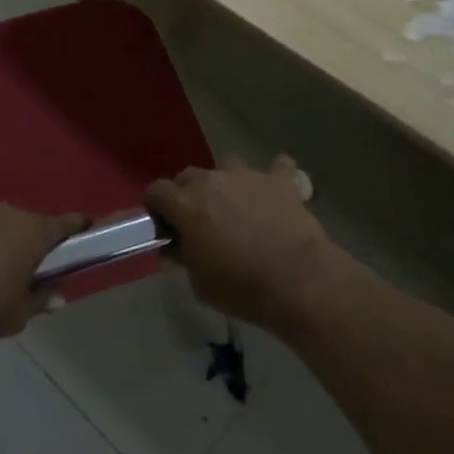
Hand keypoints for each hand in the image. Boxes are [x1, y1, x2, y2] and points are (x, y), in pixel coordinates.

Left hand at [0, 205, 85, 343]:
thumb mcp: (17, 314)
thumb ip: (40, 301)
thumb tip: (58, 296)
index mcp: (33, 232)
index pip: (66, 223)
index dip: (79, 228)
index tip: (87, 234)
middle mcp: (10, 214)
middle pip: (34, 225)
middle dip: (38, 243)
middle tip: (38, 269)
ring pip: (4, 227)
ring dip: (8, 243)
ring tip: (2, 272)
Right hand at [146, 157, 347, 333]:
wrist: (297, 279)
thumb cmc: (240, 286)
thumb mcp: (199, 282)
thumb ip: (184, 258)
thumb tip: (177, 248)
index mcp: (186, 203)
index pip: (156, 191)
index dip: (157, 208)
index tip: (164, 226)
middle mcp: (212, 180)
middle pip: (189, 176)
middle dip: (189, 195)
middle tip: (199, 222)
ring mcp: (248, 176)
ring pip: (228, 166)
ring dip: (227, 183)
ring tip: (236, 207)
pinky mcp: (280, 181)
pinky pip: (277, 167)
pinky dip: (274, 176)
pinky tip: (276, 191)